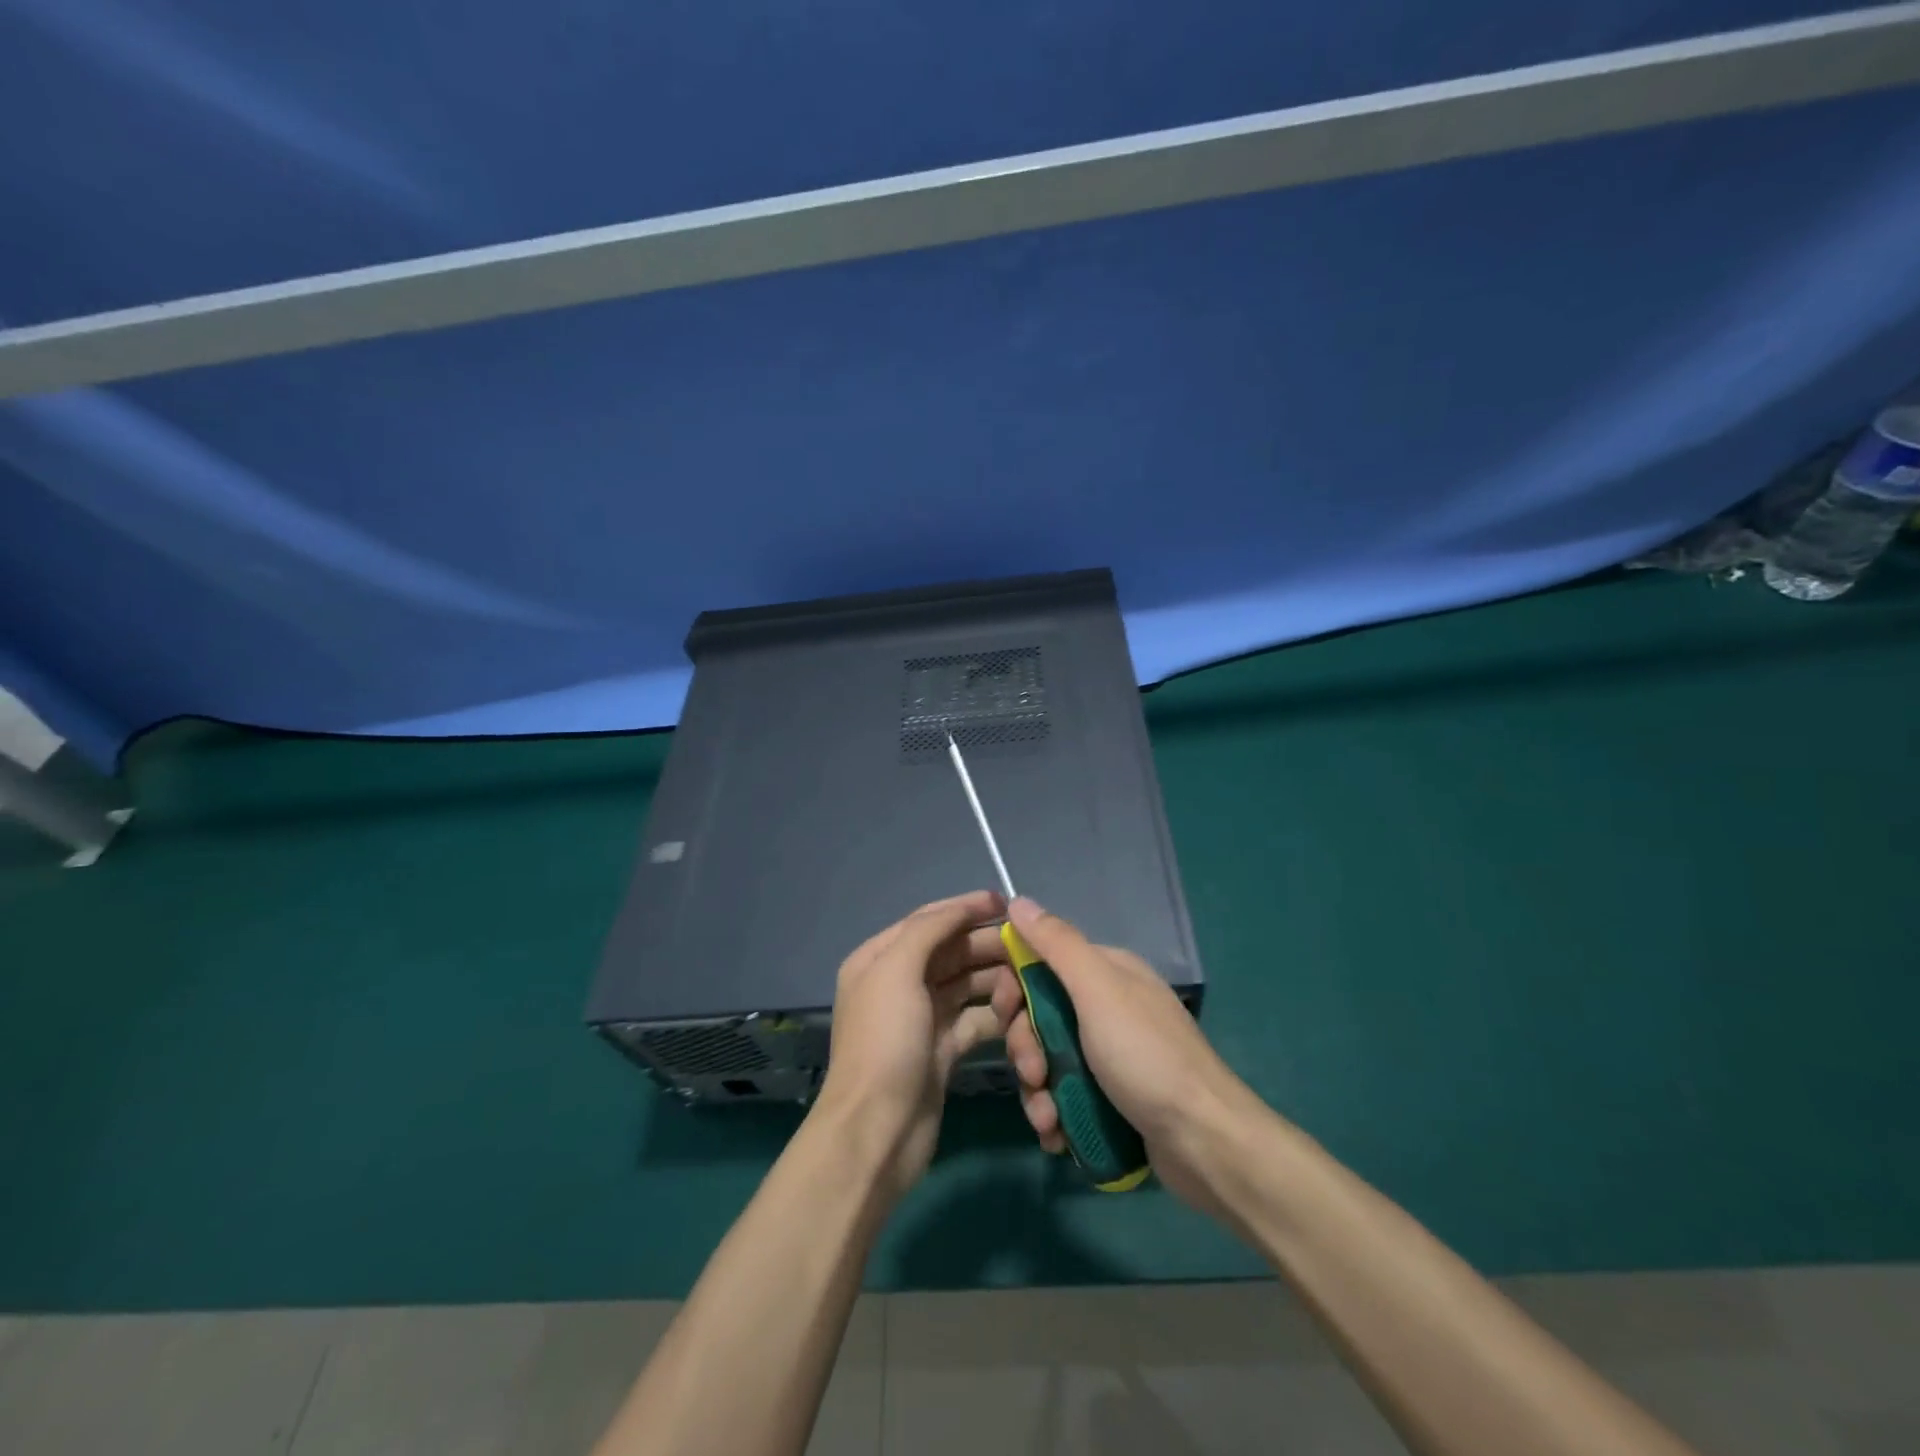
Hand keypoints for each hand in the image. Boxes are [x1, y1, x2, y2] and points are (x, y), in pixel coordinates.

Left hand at [813, 890, 1016, 1198]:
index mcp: (880, 959)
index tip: (1007, 904)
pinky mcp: (943, 1050)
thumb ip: (929, 930)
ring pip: (968, 985)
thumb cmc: (885, 1042)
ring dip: (996, 982)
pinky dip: (996, 1016)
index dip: (966, 908)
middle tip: (1030, 949)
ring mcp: (922, 1018)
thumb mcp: (897, 972)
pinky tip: (1020, 1014)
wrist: (877, 1130)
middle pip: (952, 952)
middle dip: (988, 946)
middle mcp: (900, 983)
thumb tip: (963, 907)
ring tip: (1028, 984)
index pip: (929, 920)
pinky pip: (976, 1020)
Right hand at [995, 896, 1261, 1210]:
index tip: (1006, 1014)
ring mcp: (1109, 1055)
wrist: (1204, 1142)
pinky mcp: (1110, 1098)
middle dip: (1026, 1047)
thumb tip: (1017, 900)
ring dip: (1037, 1090)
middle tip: (1034, 1074)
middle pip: (1039, 1015)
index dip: (1016, 987)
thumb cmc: (1146, 1056)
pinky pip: (1064, 1096)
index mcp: (1106, 973)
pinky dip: (1054, 1114)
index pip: (1041, 963)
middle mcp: (1106, 1008)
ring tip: (1048, 1119)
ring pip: (1047, 1060)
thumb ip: (1057, 944)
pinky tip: (1057, 1135)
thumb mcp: (1099, 990)